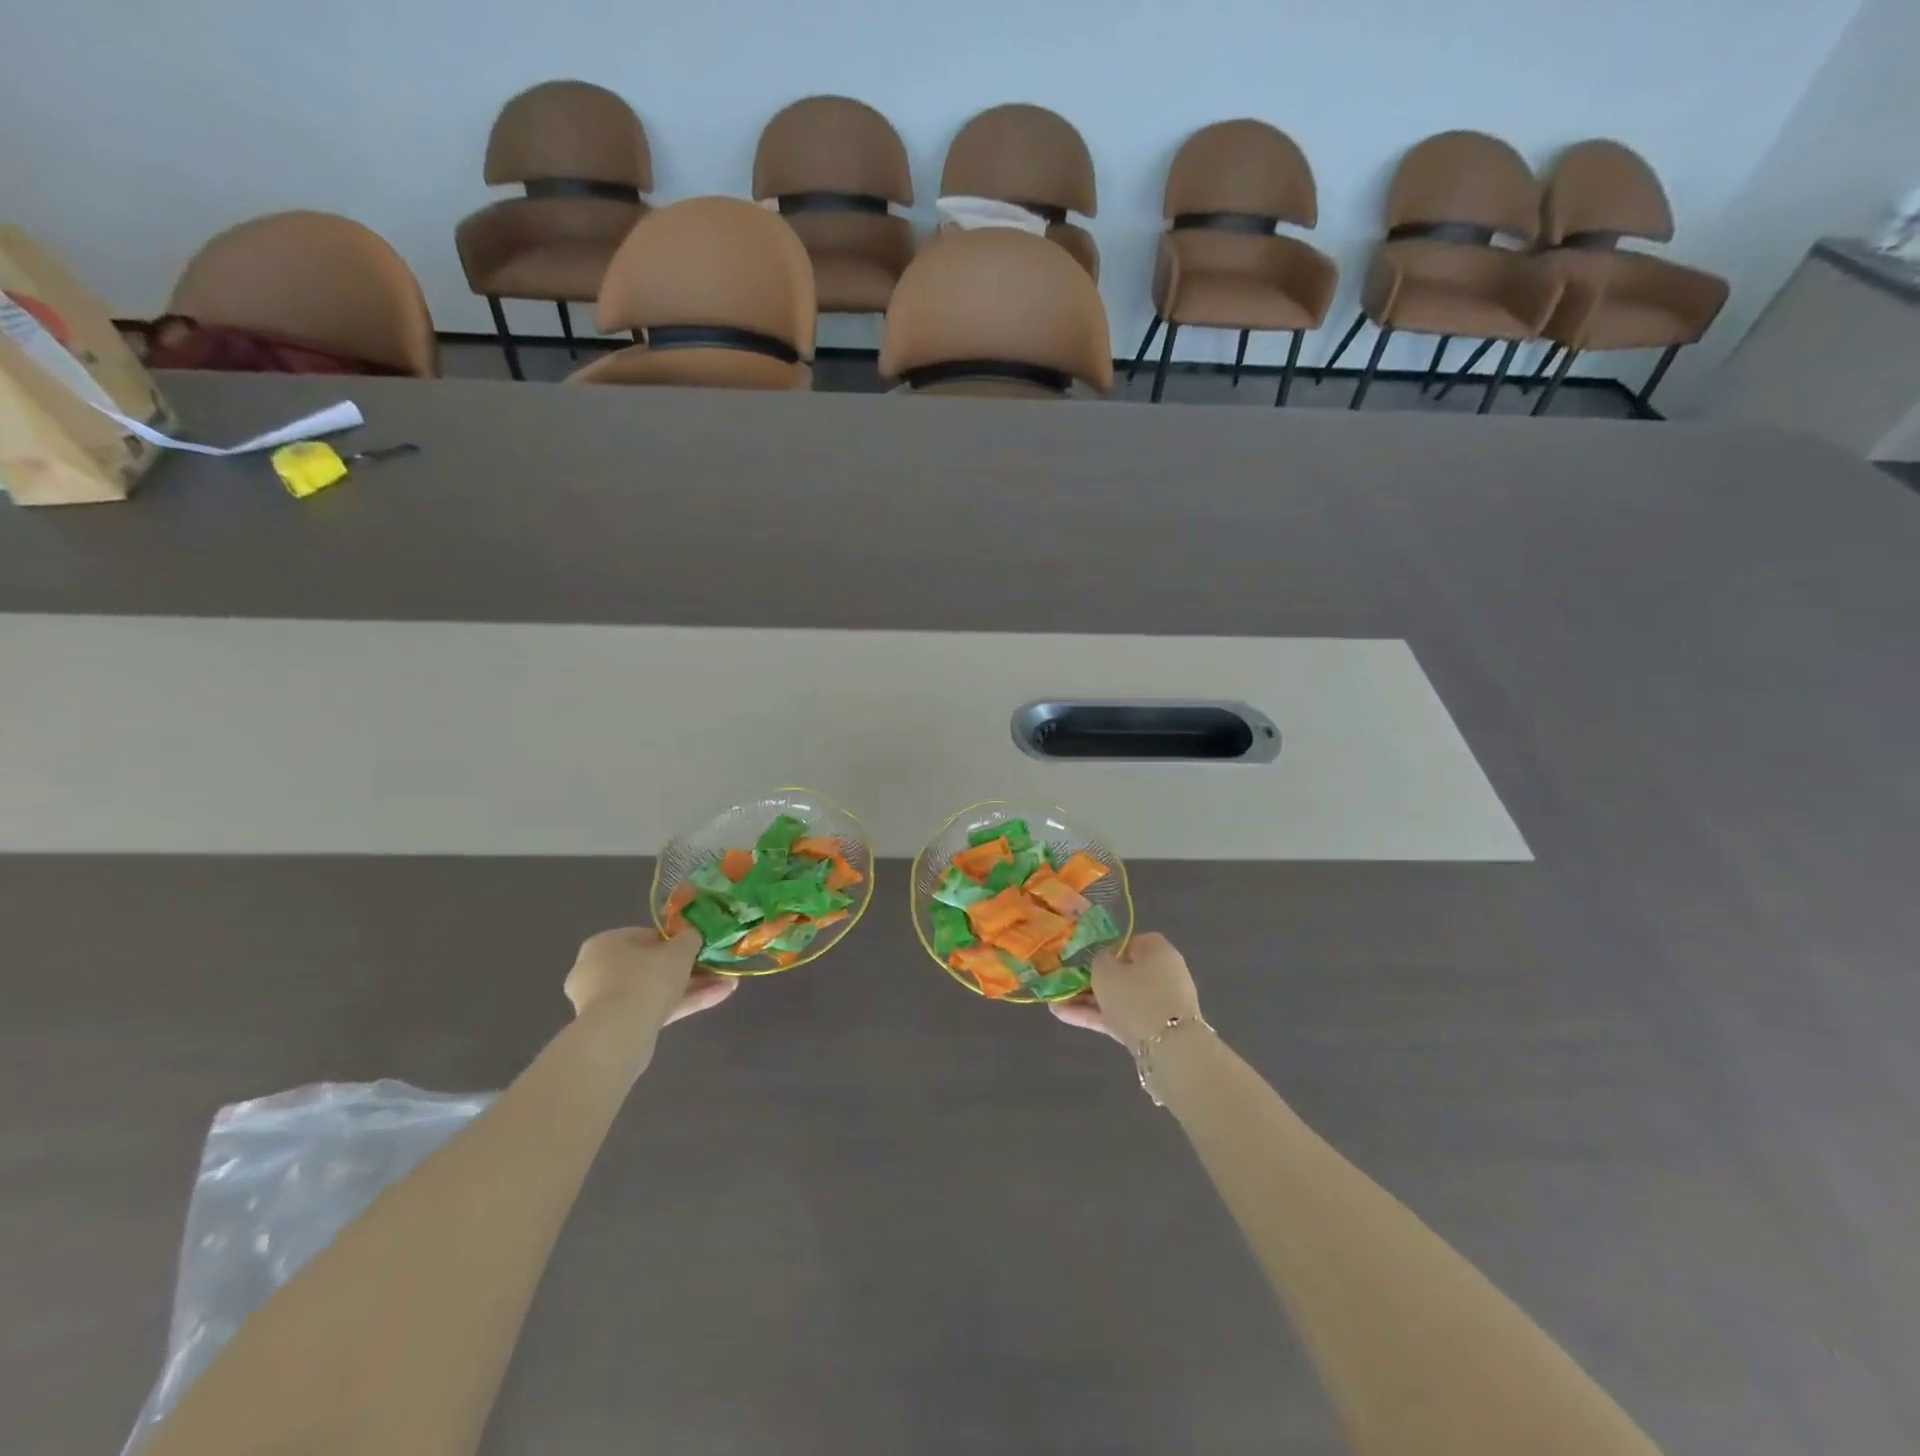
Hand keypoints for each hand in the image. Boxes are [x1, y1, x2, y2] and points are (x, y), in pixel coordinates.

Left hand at [564, 927, 736, 1029]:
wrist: (618, 1036)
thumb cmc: (646, 978)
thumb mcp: (679, 949)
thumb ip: (690, 939)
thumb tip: (693, 937)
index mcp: (605, 944)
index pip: (646, 937)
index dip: (677, 941)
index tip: (700, 947)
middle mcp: (598, 971)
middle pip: (652, 966)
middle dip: (689, 968)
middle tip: (716, 968)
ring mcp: (605, 1003)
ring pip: (656, 990)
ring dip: (692, 987)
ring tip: (728, 984)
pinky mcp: (616, 1028)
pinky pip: (653, 1009)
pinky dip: (681, 1004)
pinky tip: (716, 998)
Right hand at [1050, 932, 1201, 1046]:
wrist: (1168, 1048)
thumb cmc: (1135, 996)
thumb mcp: (1105, 970)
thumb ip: (1098, 960)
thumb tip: (1103, 961)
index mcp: (1157, 950)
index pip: (1129, 942)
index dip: (1106, 949)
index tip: (1085, 959)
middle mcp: (1163, 973)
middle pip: (1123, 972)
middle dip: (1093, 979)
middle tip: (1067, 983)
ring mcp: (1159, 1003)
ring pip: (1120, 997)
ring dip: (1089, 1000)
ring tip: (1056, 1002)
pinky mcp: (1153, 1030)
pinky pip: (1122, 1017)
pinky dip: (1097, 1016)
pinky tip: (1064, 1015)